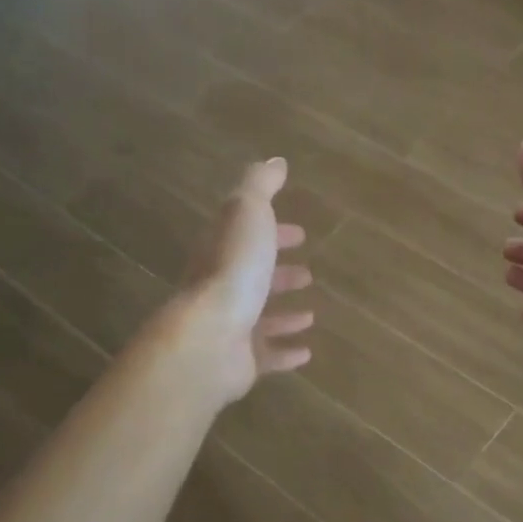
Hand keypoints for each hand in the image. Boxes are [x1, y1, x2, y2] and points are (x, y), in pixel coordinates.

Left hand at [180, 158, 313, 402]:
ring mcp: (230, 327)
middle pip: (253, 278)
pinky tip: (306, 352)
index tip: (299, 234)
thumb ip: (260, 186)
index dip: (272, 233)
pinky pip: (267, 356)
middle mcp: (222, 289)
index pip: (247, 236)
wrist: (211, 337)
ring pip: (260, 318)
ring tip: (311, 313)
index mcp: (221, 252)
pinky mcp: (241, 361)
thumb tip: (275, 160)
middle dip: (279, 273)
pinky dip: (286, 352)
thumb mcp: (248, 213)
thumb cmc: (233, 270)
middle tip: (308, 273)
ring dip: (284, 314)